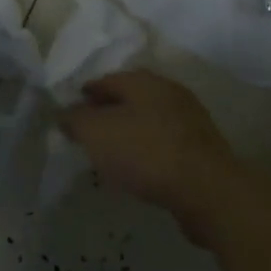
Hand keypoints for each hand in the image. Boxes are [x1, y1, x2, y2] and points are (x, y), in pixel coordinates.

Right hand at [59, 71, 252, 242]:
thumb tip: (63, 113)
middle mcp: (170, 93)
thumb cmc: (146, 152)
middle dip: (109, 112)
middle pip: (131, 99)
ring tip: (112, 154)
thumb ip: (75, 119)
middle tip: (90, 132)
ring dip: (130, 133)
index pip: (107, 80)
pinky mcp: (202, 150)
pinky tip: (139, 171)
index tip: (71, 110)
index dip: (86, 94)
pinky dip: (148, 152)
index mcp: (144, 81)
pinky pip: (165, 145)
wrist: (207, 190)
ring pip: (150, 121)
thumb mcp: (97, 133)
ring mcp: (190, 121)